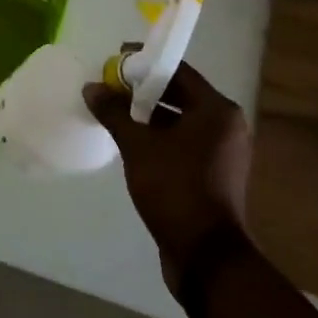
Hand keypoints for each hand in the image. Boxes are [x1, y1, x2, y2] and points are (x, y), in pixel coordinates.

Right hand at [84, 63, 251, 290]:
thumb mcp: (138, 147)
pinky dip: (160, 137)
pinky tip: (132, 142)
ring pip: (180, 121)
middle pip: (180, 94)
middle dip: (144, 90)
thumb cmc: (176, 189)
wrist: (206, 258)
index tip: (116, 59)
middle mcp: (225, 126)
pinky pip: (183, 143)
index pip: (178, 70)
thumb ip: (115, 112)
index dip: (145, 62)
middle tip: (111, 86)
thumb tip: (92, 87)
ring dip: (149, 115)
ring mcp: (222, 153)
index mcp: (217, 110)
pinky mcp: (214, 175)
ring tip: (115, 112)